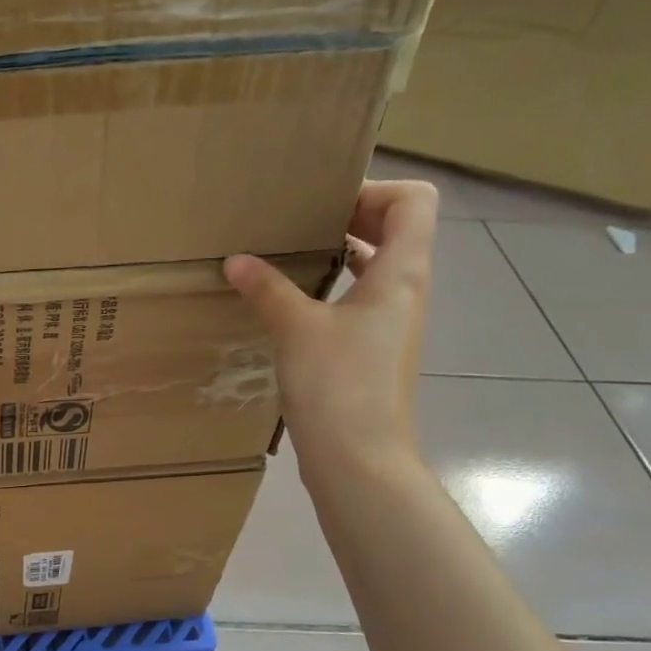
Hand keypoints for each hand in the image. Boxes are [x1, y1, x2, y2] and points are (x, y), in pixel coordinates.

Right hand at [224, 179, 438, 483]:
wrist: (359, 459)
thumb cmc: (338, 385)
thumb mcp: (296, 328)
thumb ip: (267, 288)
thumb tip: (236, 260)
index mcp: (402, 273)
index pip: (413, 201)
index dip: (373, 191)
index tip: (323, 206)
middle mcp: (406, 292)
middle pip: (398, 230)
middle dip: (352, 217)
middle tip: (300, 223)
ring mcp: (393, 325)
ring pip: (378, 267)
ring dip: (342, 254)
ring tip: (292, 256)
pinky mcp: (374, 352)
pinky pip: (361, 301)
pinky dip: (334, 289)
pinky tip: (293, 304)